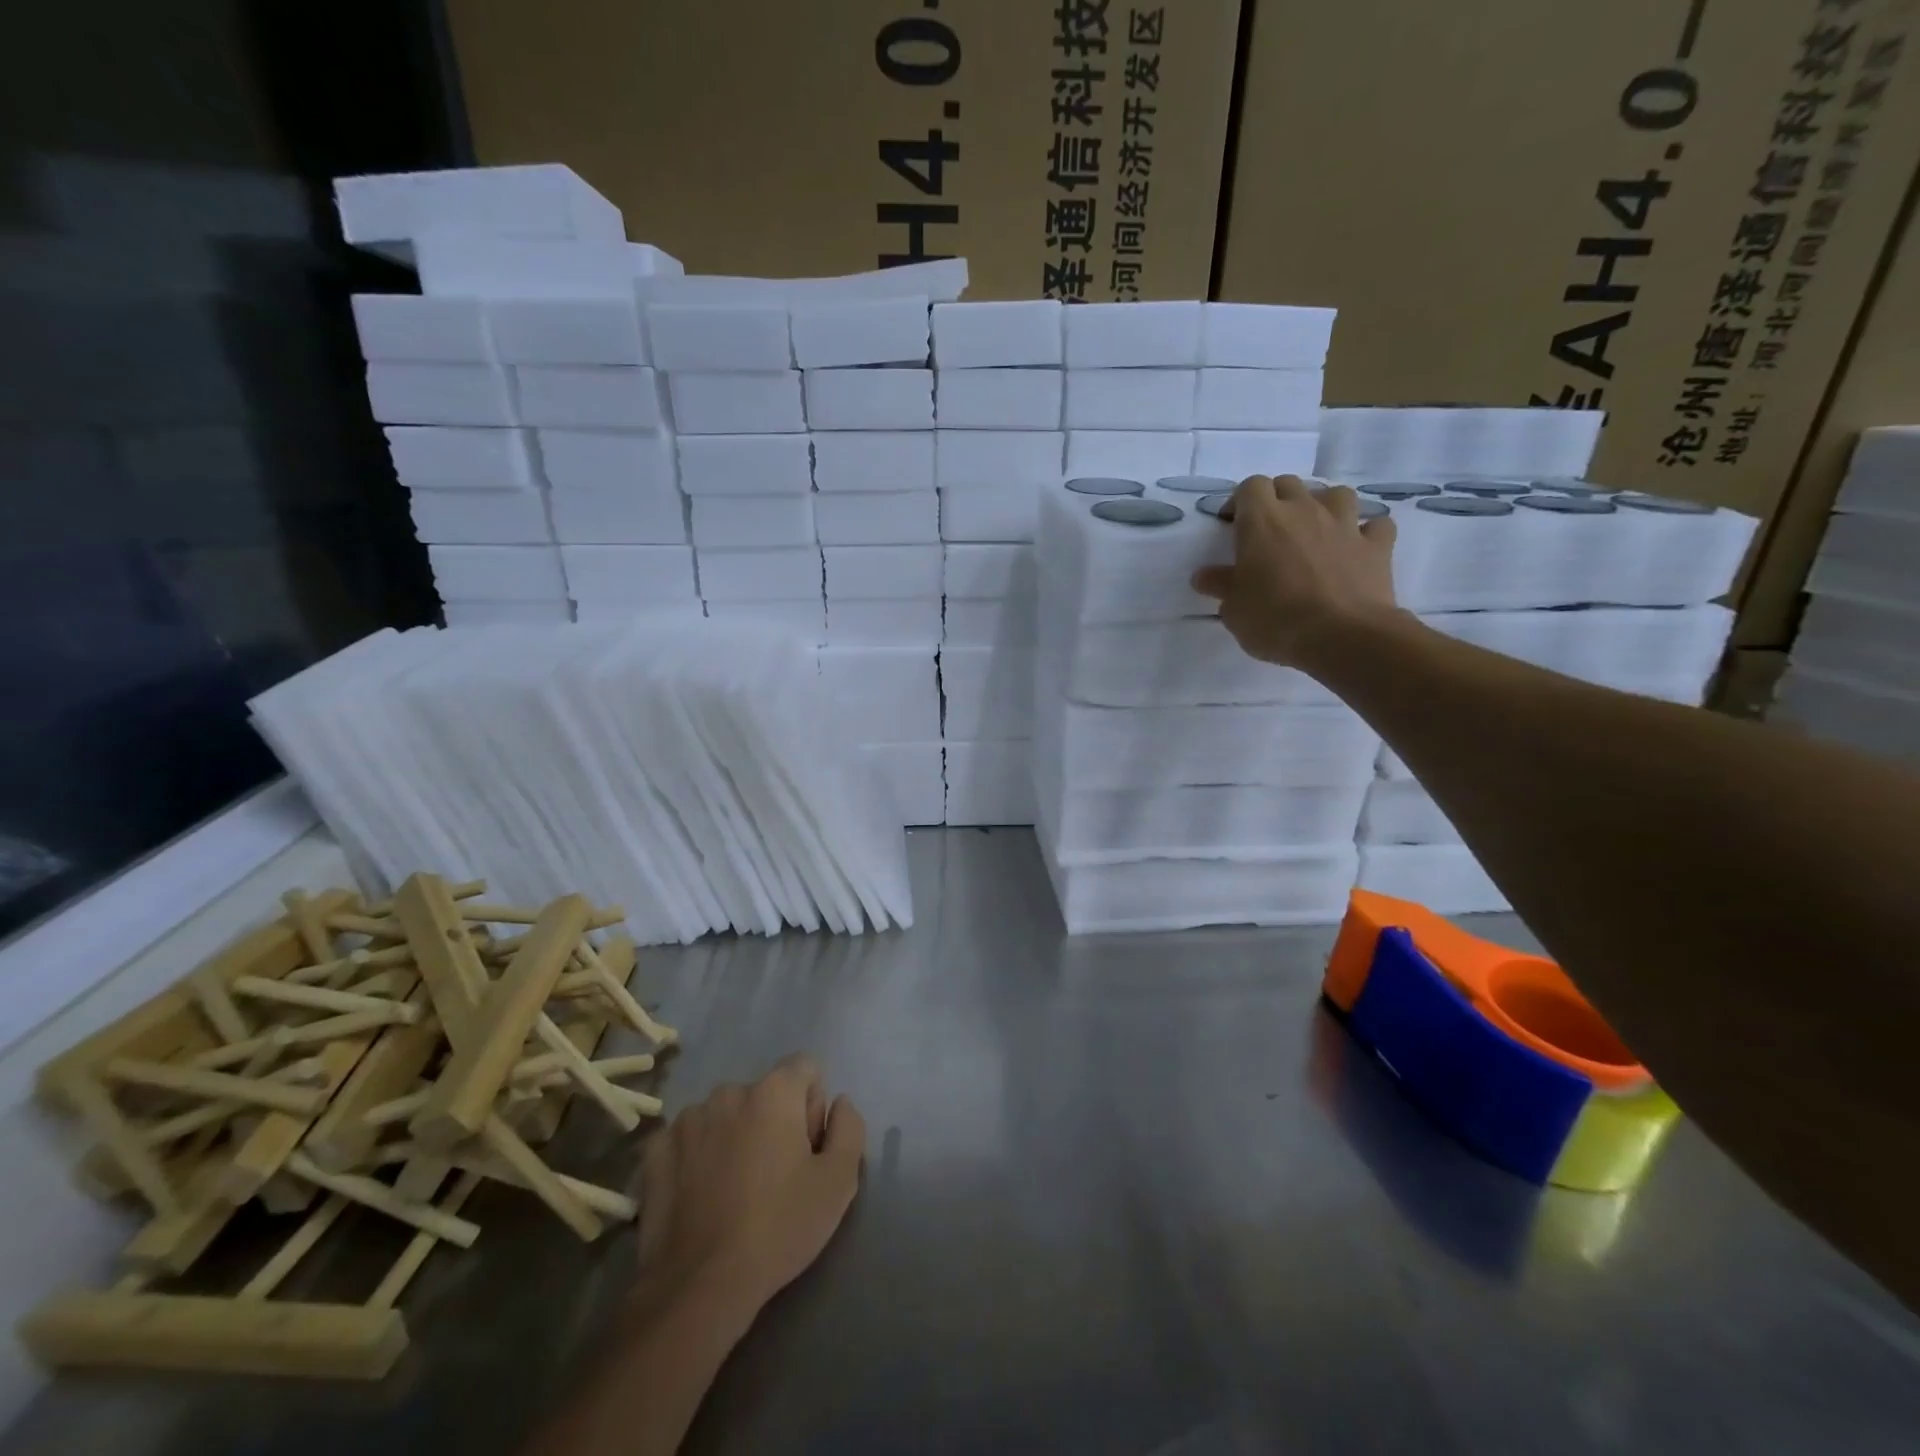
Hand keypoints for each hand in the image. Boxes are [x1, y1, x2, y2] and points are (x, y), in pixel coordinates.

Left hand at [635, 1055, 865, 1322]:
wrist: (699, 1286)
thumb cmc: (779, 1227)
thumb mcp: (839, 1182)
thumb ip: (849, 1128)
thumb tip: (839, 1103)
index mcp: (774, 1091)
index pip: (805, 1068)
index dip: (813, 1106)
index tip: (807, 1150)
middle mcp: (729, 1092)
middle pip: (764, 1094)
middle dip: (774, 1123)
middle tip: (774, 1178)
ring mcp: (687, 1119)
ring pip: (725, 1116)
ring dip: (735, 1137)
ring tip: (733, 1192)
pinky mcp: (656, 1150)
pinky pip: (689, 1140)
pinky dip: (698, 1157)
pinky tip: (701, 1197)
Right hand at [1191, 474, 1400, 667]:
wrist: (1342, 636)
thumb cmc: (1275, 620)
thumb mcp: (1234, 609)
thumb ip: (1221, 586)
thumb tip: (1205, 576)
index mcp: (1263, 521)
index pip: (1250, 487)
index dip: (1241, 501)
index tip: (1233, 524)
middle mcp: (1304, 510)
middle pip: (1289, 484)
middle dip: (1277, 500)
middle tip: (1269, 530)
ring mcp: (1345, 524)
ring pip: (1336, 494)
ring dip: (1324, 505)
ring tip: (1315, 529)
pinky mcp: (1377, 545)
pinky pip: (1375, 526)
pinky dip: (1366, 532)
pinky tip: (1358, 547)